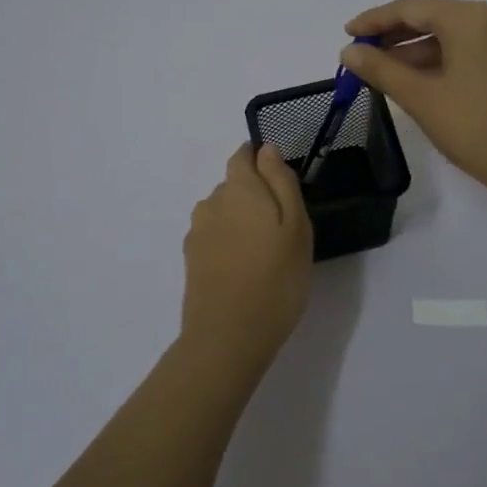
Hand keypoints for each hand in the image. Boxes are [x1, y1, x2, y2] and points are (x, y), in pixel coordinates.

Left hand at [179, 143, 313, 366]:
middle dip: (255, 195)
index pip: (243, 156)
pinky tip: (245, 269)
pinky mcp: (191, 260)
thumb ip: (280, 182)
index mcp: (238, 188)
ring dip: (241, 221)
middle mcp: (211, 203)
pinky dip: (230, 244)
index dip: (261, 160)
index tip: (282, 181)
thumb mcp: (296, 226)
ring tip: (265, 252)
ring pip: (223, 213)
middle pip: (233, 185)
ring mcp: (197, 233)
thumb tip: (266, 149)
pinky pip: (215, 237)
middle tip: (283, 227)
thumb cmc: (275, 278)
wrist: (228, 337)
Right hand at [341, 0, 486, 201]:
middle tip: (362, 55)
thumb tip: (349, 52)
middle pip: (434, 17)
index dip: (375, 20)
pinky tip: (418, 79)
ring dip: (417, 50)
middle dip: (395, 36)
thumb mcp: (421, 98)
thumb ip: (381, 70)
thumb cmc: (475, 128)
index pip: (412, 8)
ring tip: (383, 71)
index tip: (347, 34)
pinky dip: (442, 60)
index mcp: (471, 17)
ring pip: (452, 35)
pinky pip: (471, 49)